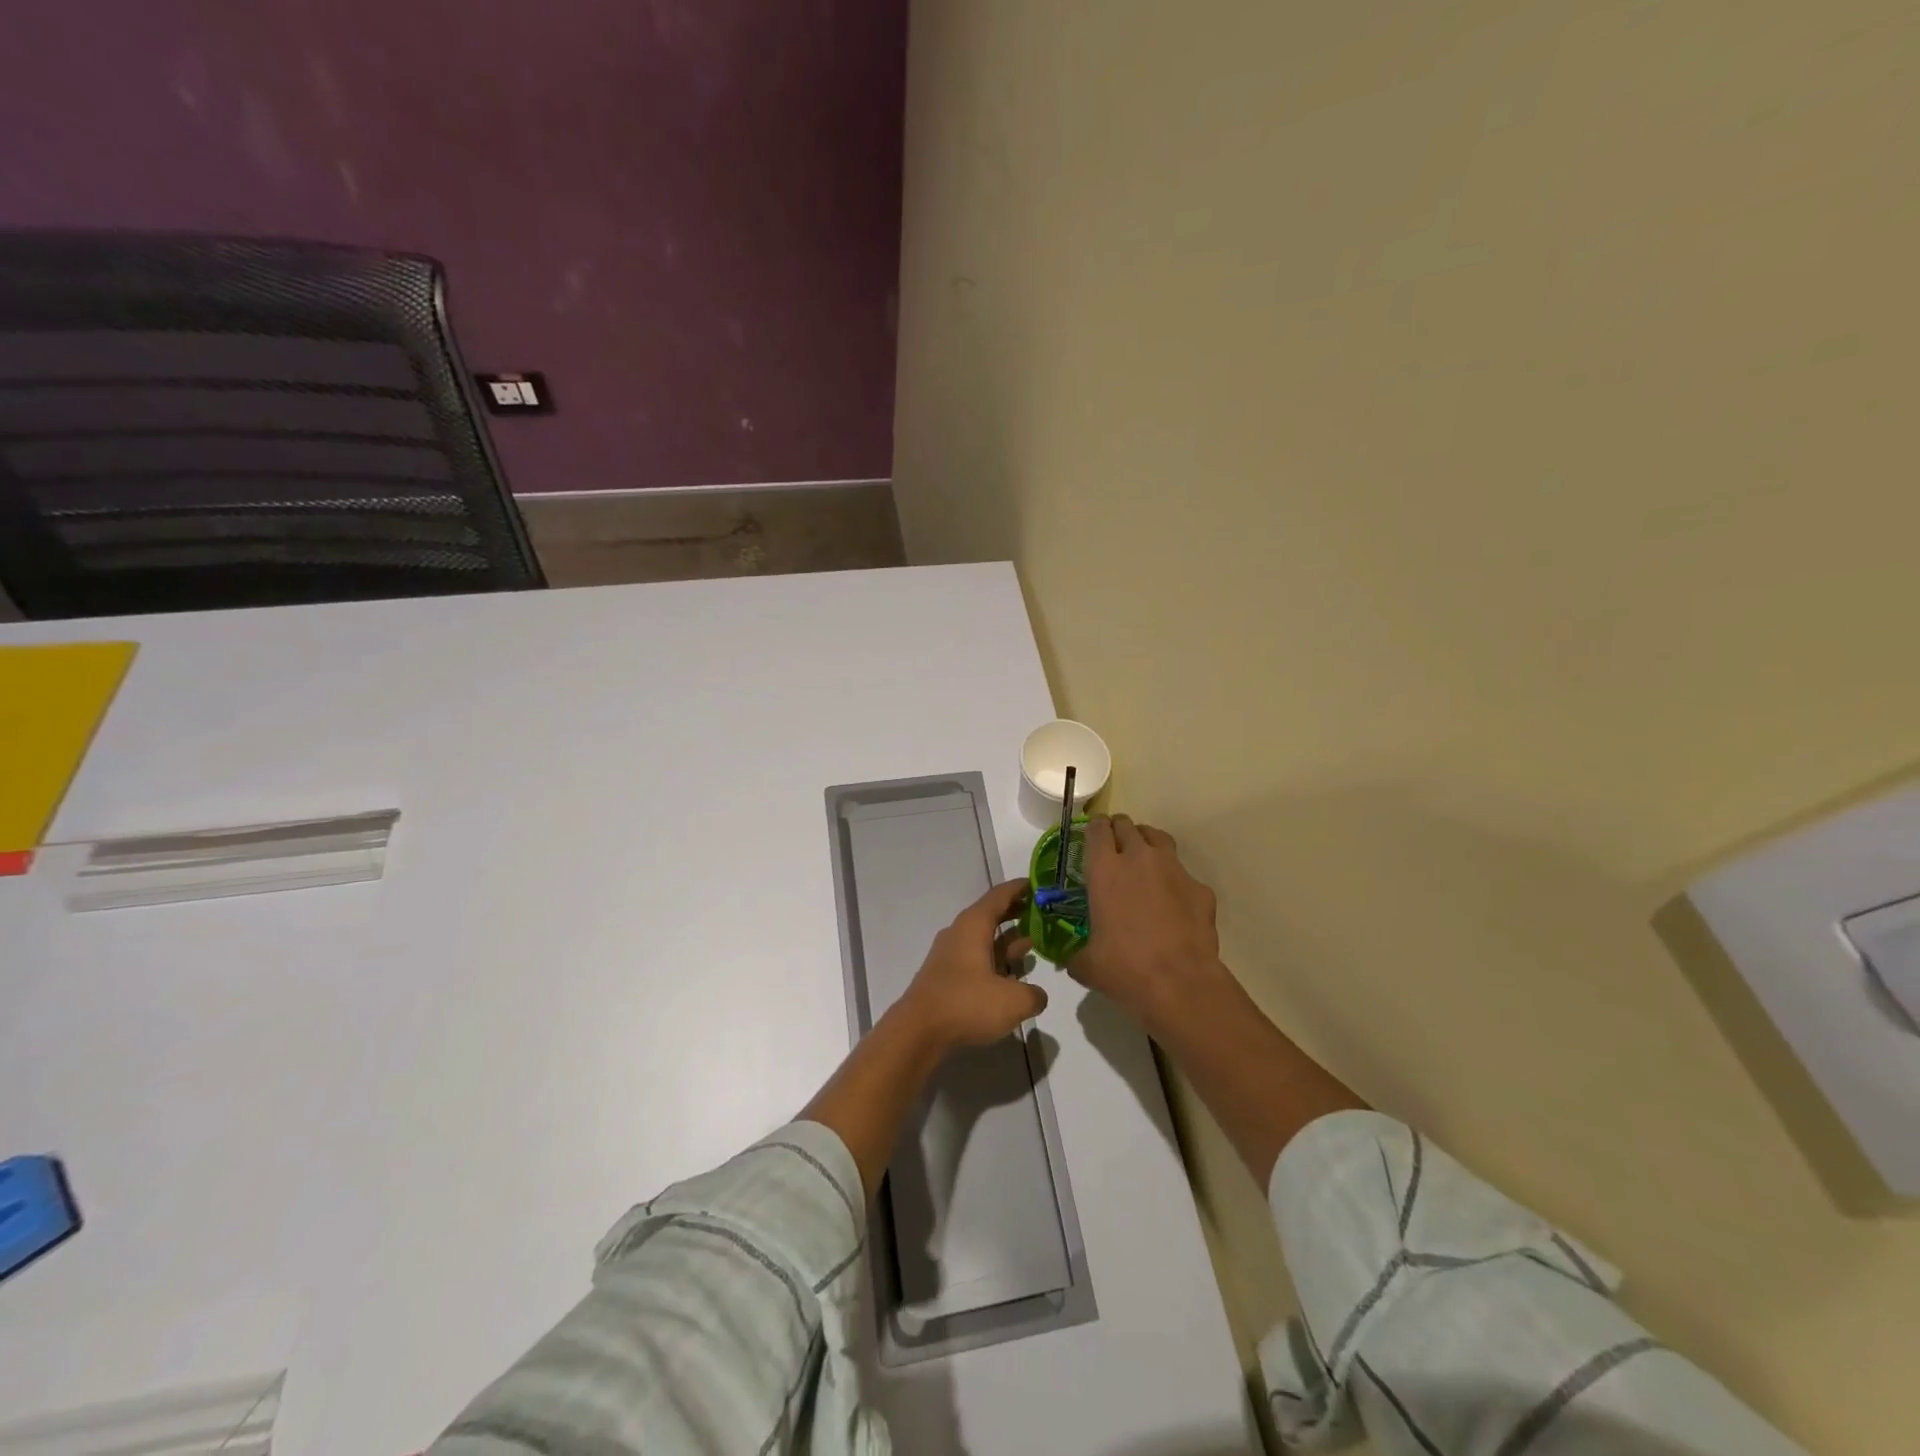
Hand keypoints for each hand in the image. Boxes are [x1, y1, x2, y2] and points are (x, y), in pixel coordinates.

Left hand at [896, 878, 1046, 1053]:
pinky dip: (995, 962)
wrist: (918, 1032)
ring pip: (984, 940)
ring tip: (1033, 944)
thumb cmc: (967, 1004)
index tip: (1040, 884)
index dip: (1021, 888)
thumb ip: (1034, 994)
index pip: (1000, 895)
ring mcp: (950, 956)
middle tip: (1043, 914)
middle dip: (1017, 913)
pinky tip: (1012, 977)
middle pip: (991, 915)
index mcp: (974, 926)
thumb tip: (1037, 995)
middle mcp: (960, 934)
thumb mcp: (1013, 1001)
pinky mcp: (946, 978)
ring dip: (1007, 941)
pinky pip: (976, 960)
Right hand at [1071, 815, 1223, 1027]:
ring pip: (1158, 838)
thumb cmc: (1125, 968)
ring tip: (1143, 859)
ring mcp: (1173, 869)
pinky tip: (1172, 902)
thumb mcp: (1088, 964)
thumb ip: (1077, 954)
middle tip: (1115, 847)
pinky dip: (1174, 880)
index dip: (1094, 828)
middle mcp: (1139, 859)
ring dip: (1147, 842)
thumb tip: (1073, 961)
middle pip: (1127, 825)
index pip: (1097, 829)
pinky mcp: (1199, 888)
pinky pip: (1183, 873)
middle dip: (1119, 831)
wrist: (1180, 983)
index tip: (1092, 836)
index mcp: (1105, 869)